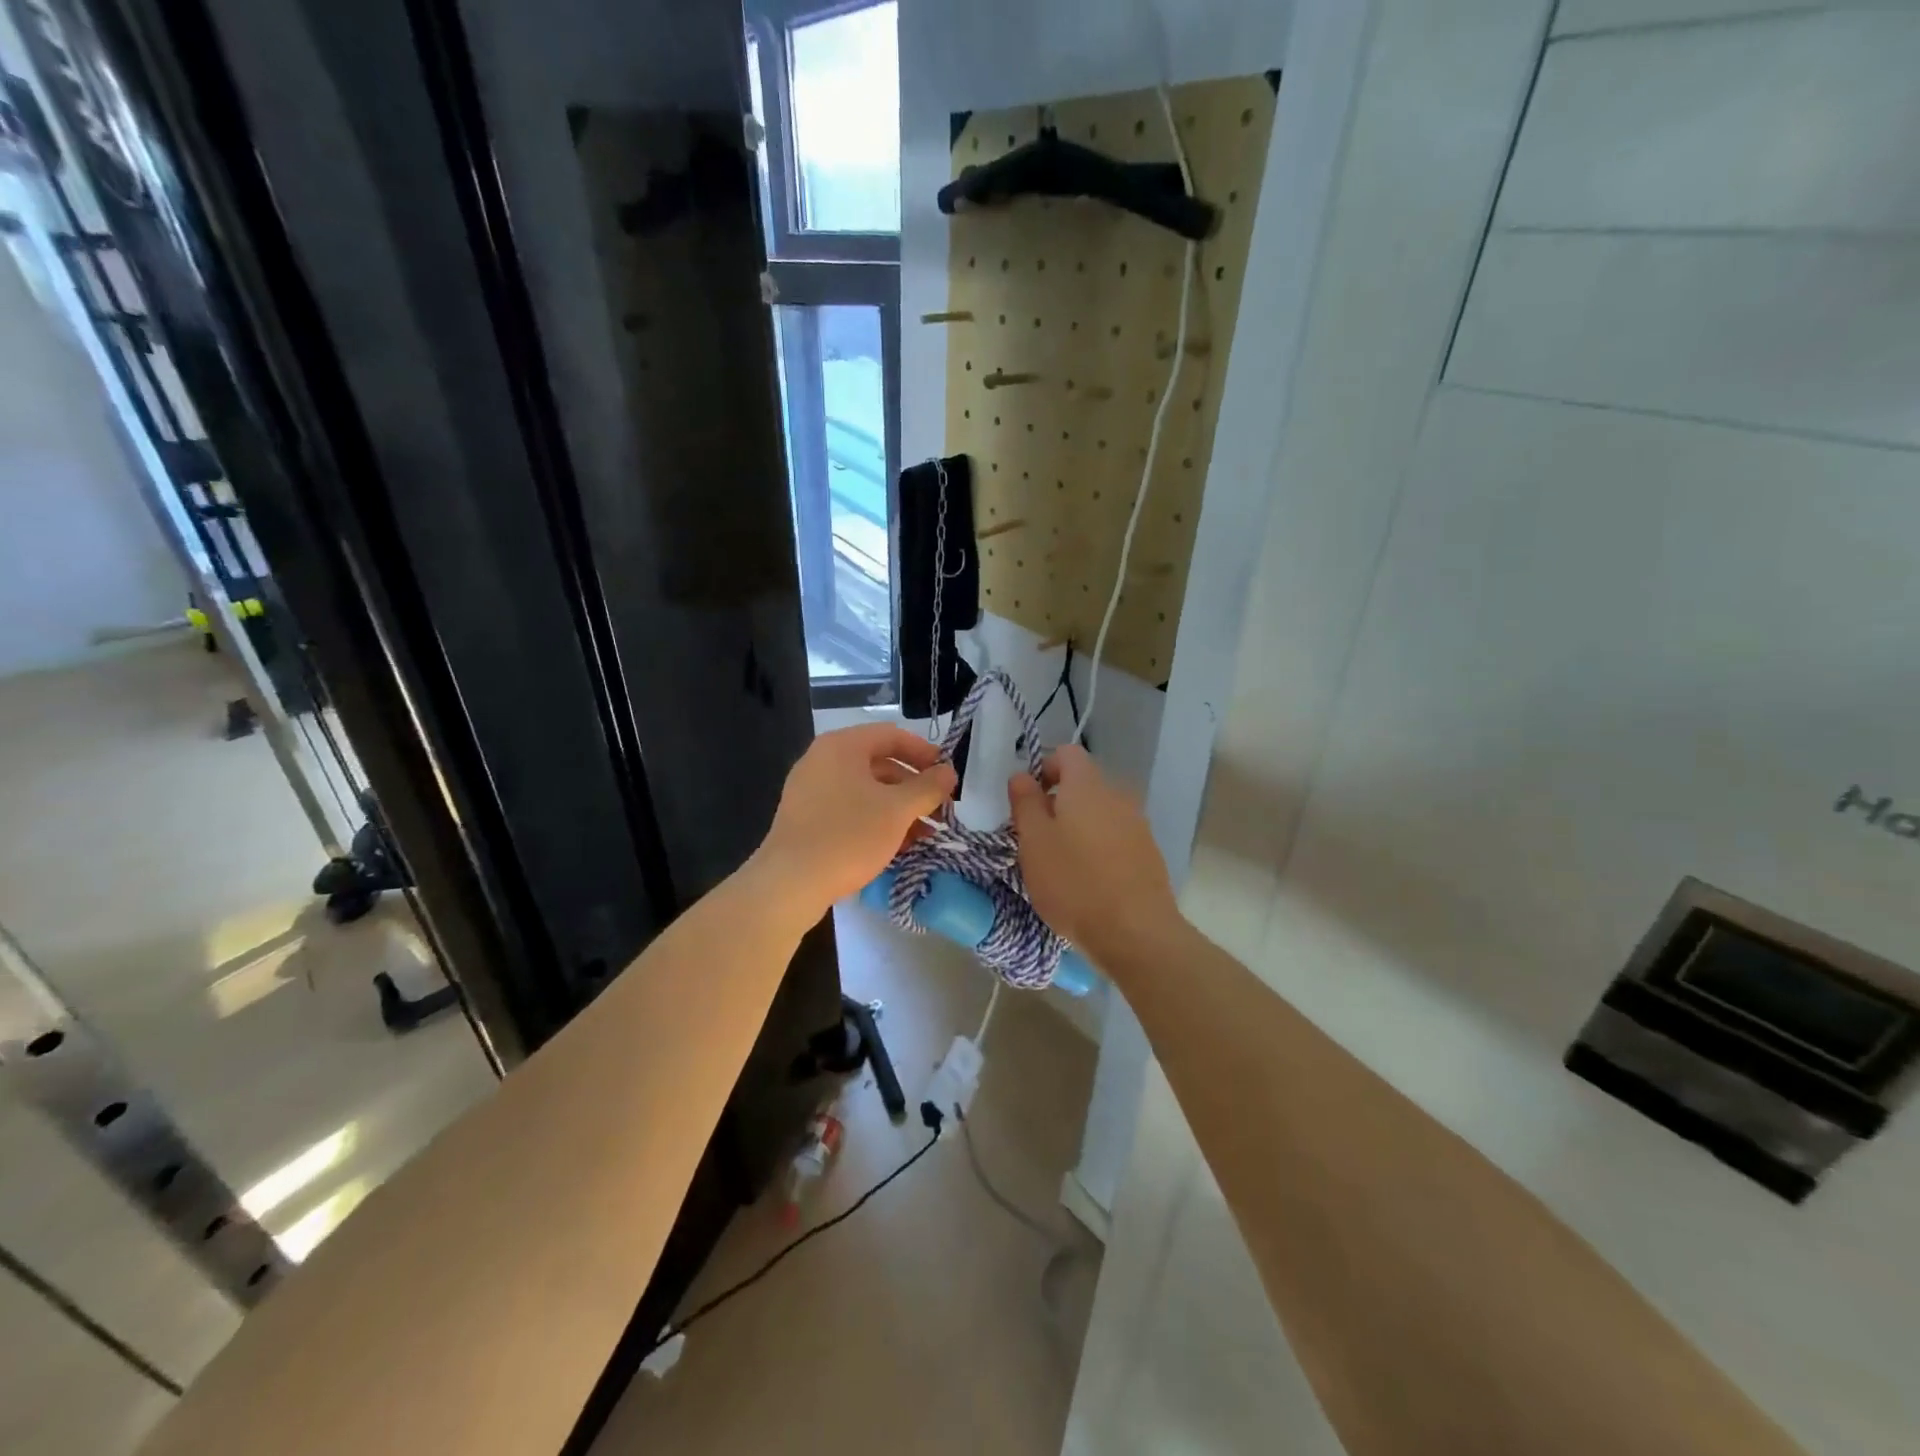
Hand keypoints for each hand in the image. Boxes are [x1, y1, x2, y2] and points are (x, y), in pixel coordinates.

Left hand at [751, 723, 956, 917]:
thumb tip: (948, 771)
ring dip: (898, 808)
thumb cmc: (848, 836)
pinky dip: (875, 821)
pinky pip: (849, 809)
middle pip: (879, 763)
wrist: (789, 883)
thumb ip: (928, 787)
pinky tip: (896, 846)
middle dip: (914, 787)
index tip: (947, 777)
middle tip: (939, 810)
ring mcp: (810, 790)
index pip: (892, 735)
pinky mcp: (806, 818)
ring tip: (924, 834)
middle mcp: (822, 760)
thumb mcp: (897, 811)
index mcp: (842, 746)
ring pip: (866, 790)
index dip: (925, 753)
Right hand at [1009, 745, 1180, 967]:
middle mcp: (1118, 795)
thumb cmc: (1074, 882)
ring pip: (1100, 813)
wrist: (1135, 932)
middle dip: (1058, 803)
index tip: (1028, 801)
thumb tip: (1022, 775)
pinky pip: (1116, 837)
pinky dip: (1099, 848)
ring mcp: (1138, 824)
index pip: (1066, 753)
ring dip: (1078, 828)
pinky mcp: (1149, 853)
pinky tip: (1088, 881)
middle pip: (1083, 785)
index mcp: (1088, 785)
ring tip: (1061, 864)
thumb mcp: (1033, 842)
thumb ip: (1025, 802)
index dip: (1043, 769)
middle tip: (1037, 839)